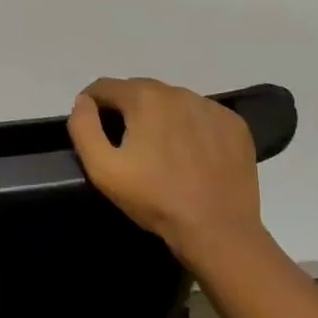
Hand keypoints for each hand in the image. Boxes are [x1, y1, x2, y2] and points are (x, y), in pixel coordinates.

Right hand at [68, 78, 262, 264]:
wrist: (218, 230)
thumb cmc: (154, 199)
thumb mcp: (103, 168)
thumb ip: (83, 127)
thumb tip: (83, 101)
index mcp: (144, 98)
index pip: (105, 86)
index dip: (92, 104)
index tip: (92, 128)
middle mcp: (178, 92)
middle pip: (139, 91)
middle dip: (126, 109)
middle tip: (126, 143)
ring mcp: (211, 107)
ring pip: (172, 102)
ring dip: (159, 116)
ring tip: (160, 150)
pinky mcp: (234, 125)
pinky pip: (201, 116)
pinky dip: (190, 127)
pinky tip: (191, 155)